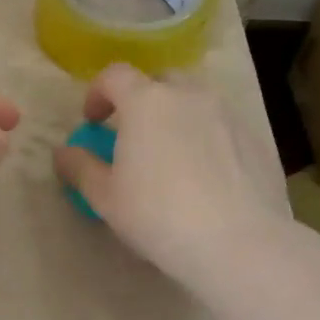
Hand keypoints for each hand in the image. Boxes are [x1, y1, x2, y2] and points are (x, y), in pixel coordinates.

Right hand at [52, 63, 289, 289]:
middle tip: (133, 133)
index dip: (98, 92)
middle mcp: (188, 96)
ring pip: (195, 101)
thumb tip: (63, 153)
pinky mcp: (256, 140)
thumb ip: (80, 167)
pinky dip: (207, 138)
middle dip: (142, 99)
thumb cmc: (159, 214)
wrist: (240, 244)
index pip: (114, 75)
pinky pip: (222, 127)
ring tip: (172, 154)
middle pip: (159, 80)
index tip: (93, 121)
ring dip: (177, 116)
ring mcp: (227, 115)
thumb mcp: (105, 197)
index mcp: (146, 101)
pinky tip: (206, 176)